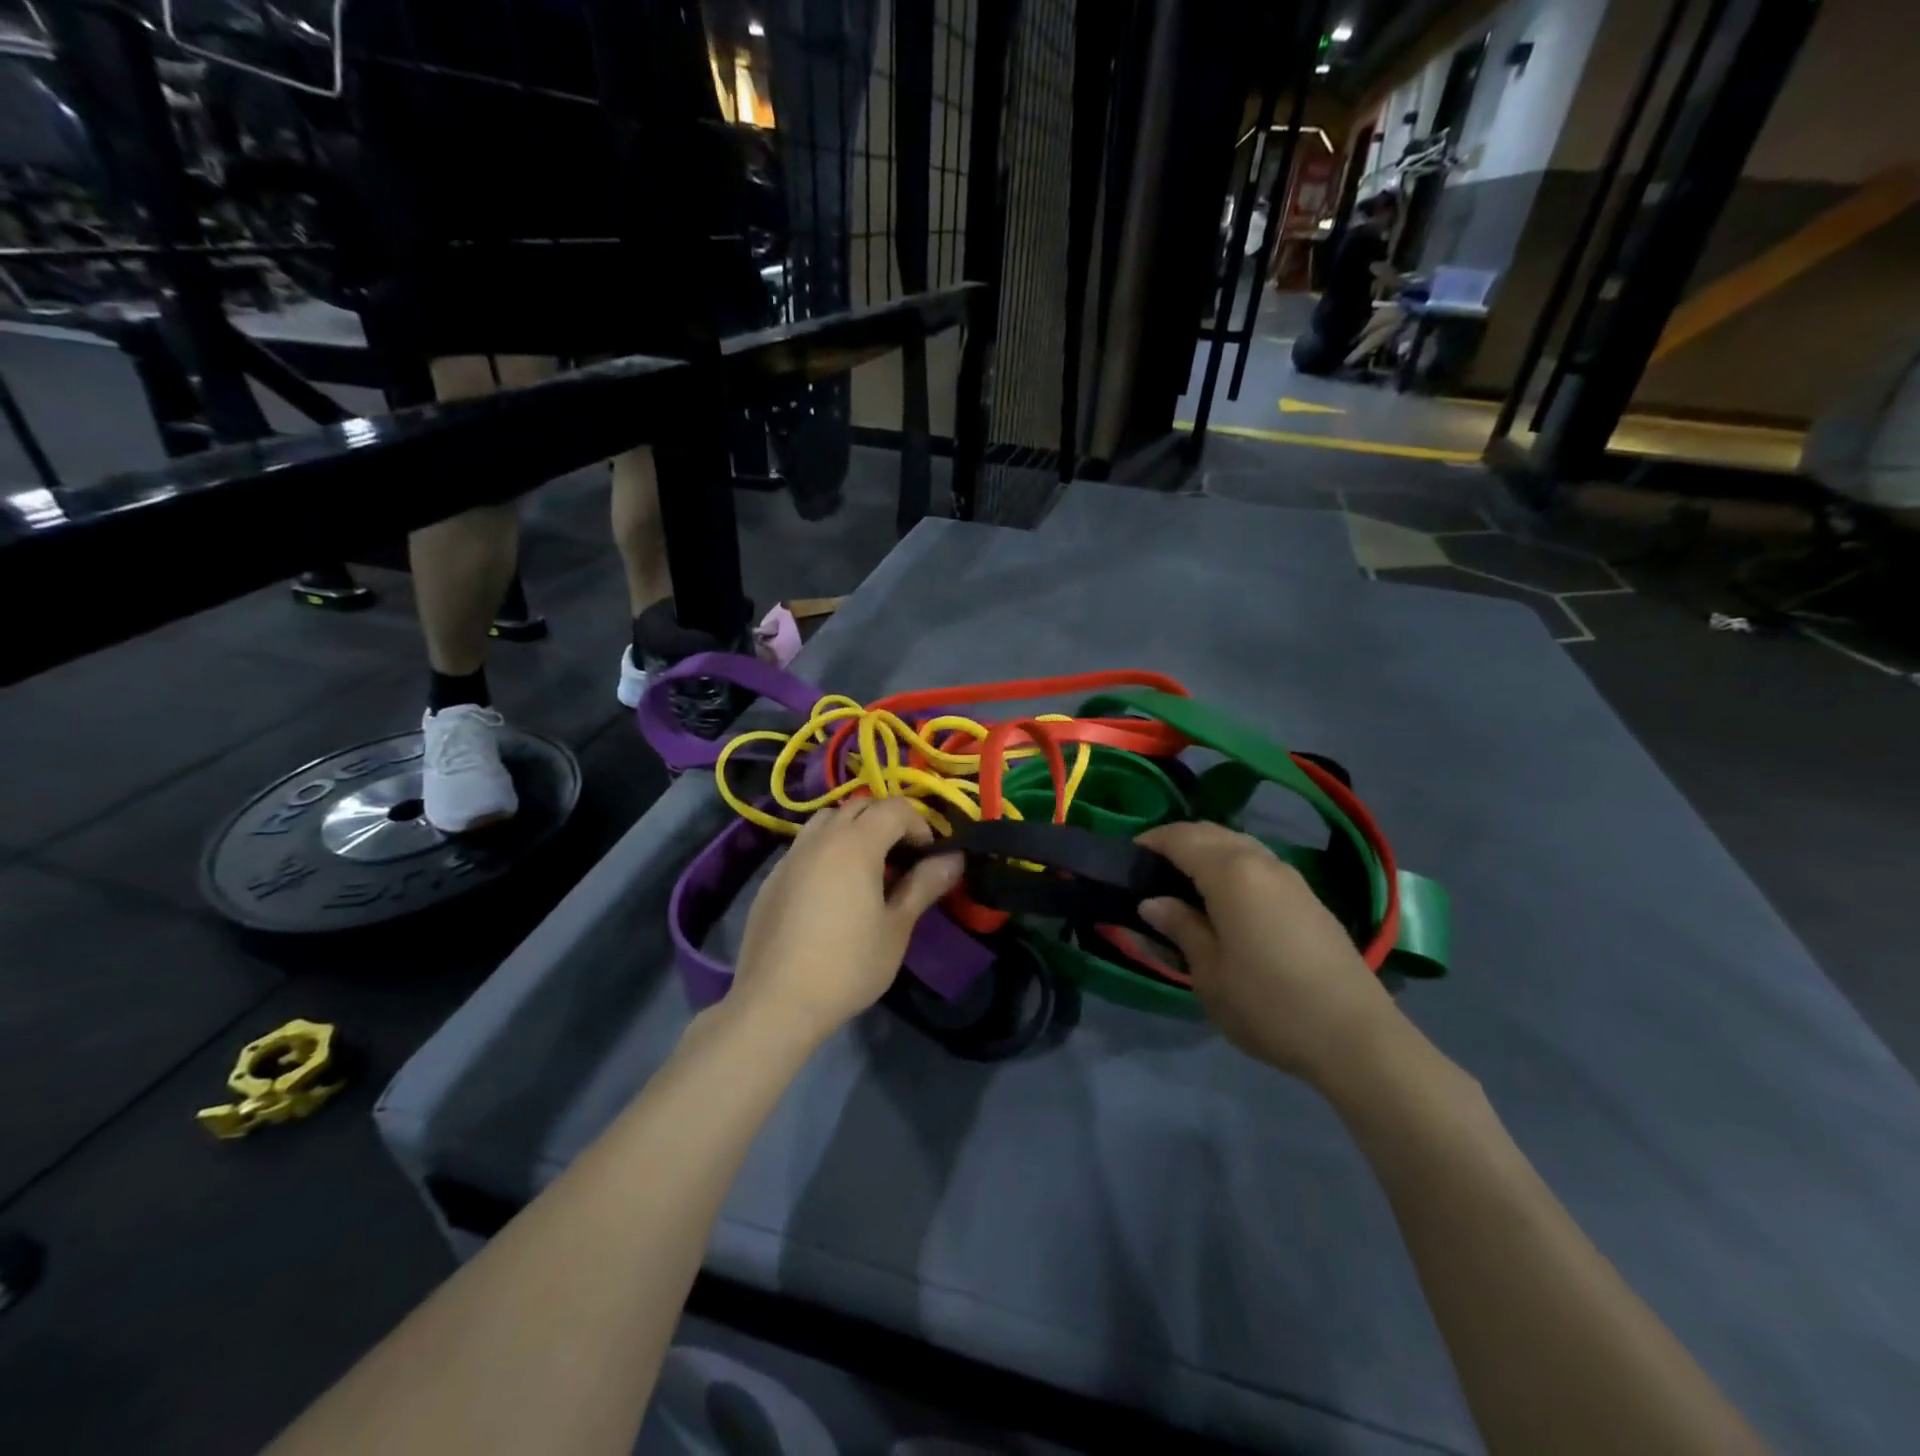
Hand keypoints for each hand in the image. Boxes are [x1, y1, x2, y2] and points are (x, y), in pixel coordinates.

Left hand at [731, 799, 963, 1040]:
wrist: (776, 1001)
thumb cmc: (848, 964)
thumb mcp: (897, 927)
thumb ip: (925, 885)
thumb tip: (954, 859)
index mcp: (856, 844)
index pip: (895, 809)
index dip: (919, 826)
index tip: (928, 858)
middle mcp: (821, 838)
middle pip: (860, 806)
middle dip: (887, 821)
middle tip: (902, 858)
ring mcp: (791, 855)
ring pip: (828, 820)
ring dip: (853, 830)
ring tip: (867, 869)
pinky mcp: (772, 877)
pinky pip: (806, 845)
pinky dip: (827, 849)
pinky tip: (832, 892)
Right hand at [1135, 822, 1399, 1089]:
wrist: (1356, 1037)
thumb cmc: (1269, 1004)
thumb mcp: (1209, 973)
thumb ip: (1181, 928)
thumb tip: (1153, 903)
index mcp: (1231, 873)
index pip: (1182, 838)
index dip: (1152, 840)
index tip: (1129, 854)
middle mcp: (1261, 862)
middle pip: (1212, 832)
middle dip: (1179, 839)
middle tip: (1152, 865)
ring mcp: (1291, 878)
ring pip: (1240, 844)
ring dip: (1208, 849)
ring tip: (1184, 878)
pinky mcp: (1309, 898)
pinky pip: (1260, 863)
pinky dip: (1233, 864)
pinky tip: (1226, 896)